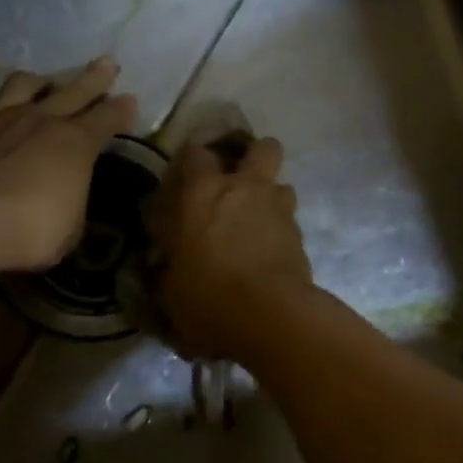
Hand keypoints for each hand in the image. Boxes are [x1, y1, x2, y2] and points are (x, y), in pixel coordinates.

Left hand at [0, 58, 136, 275]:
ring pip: (20, 86)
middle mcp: (40, 120)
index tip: (130, 101)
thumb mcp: (70, 228)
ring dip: (34, 82)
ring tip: (40, 82)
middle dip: (94, 78)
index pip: (108, 118)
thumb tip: (68, 198)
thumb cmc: (28, 229)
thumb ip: (72, 203)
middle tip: (107, 64)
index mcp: (76, 142)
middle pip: (74, 90)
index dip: (122, 110)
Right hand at [147, 133, 313, 360]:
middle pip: (262, 147)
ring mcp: (278, 208)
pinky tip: (269, 253)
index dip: (191, 160)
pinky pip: (289, 220)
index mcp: (203, 191)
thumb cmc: (208, 296)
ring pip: (282, 184)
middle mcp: (245, 188)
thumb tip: (162, 263)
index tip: (186, 176)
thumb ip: (168, 266)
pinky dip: (280, 230)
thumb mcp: (170, 287)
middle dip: (254, 155)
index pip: (195, 152)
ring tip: (257, 221)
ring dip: (270, 197)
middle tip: (239, 179)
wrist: (270, 315)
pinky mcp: (300, 234)